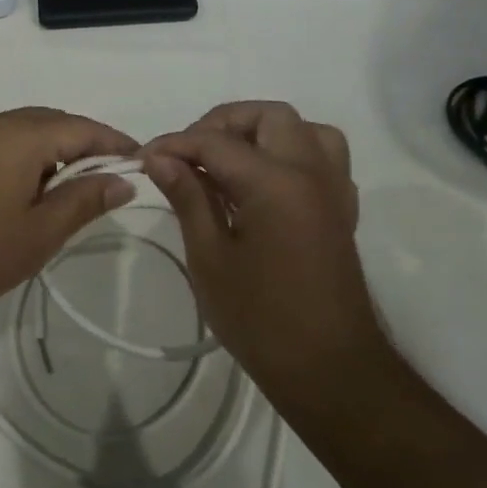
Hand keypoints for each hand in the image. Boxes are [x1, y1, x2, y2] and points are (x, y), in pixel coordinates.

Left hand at [0, 107, 138, 326]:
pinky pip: (4, 142)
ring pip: (27, 131)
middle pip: (54, 123)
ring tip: (75, 189)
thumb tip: (124, 180)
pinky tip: (33, 190)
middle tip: (111, 178)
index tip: (142, 161)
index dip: (115, 142)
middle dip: (86, 145)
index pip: (82, 127)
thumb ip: (84, 201)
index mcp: (19, 134)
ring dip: (56, 152)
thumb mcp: (39, 232)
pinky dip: (29, 157)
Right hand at [142, 102, 383, 408]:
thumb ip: (188, 197)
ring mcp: (333, 189)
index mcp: (275, 182)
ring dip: (263, 133)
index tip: (144, 157)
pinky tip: (263, 185)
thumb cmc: (261, 319)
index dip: (175, 144)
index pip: (215, 141)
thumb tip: (160, 158)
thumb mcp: (210, 258)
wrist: (330, 371)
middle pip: (268, 116)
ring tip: (230, 163)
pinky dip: (290, 154)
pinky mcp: (342, 209)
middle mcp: (311, 172)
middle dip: (222, 124)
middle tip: (190, 156)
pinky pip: (321, 157)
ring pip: (303, 130)